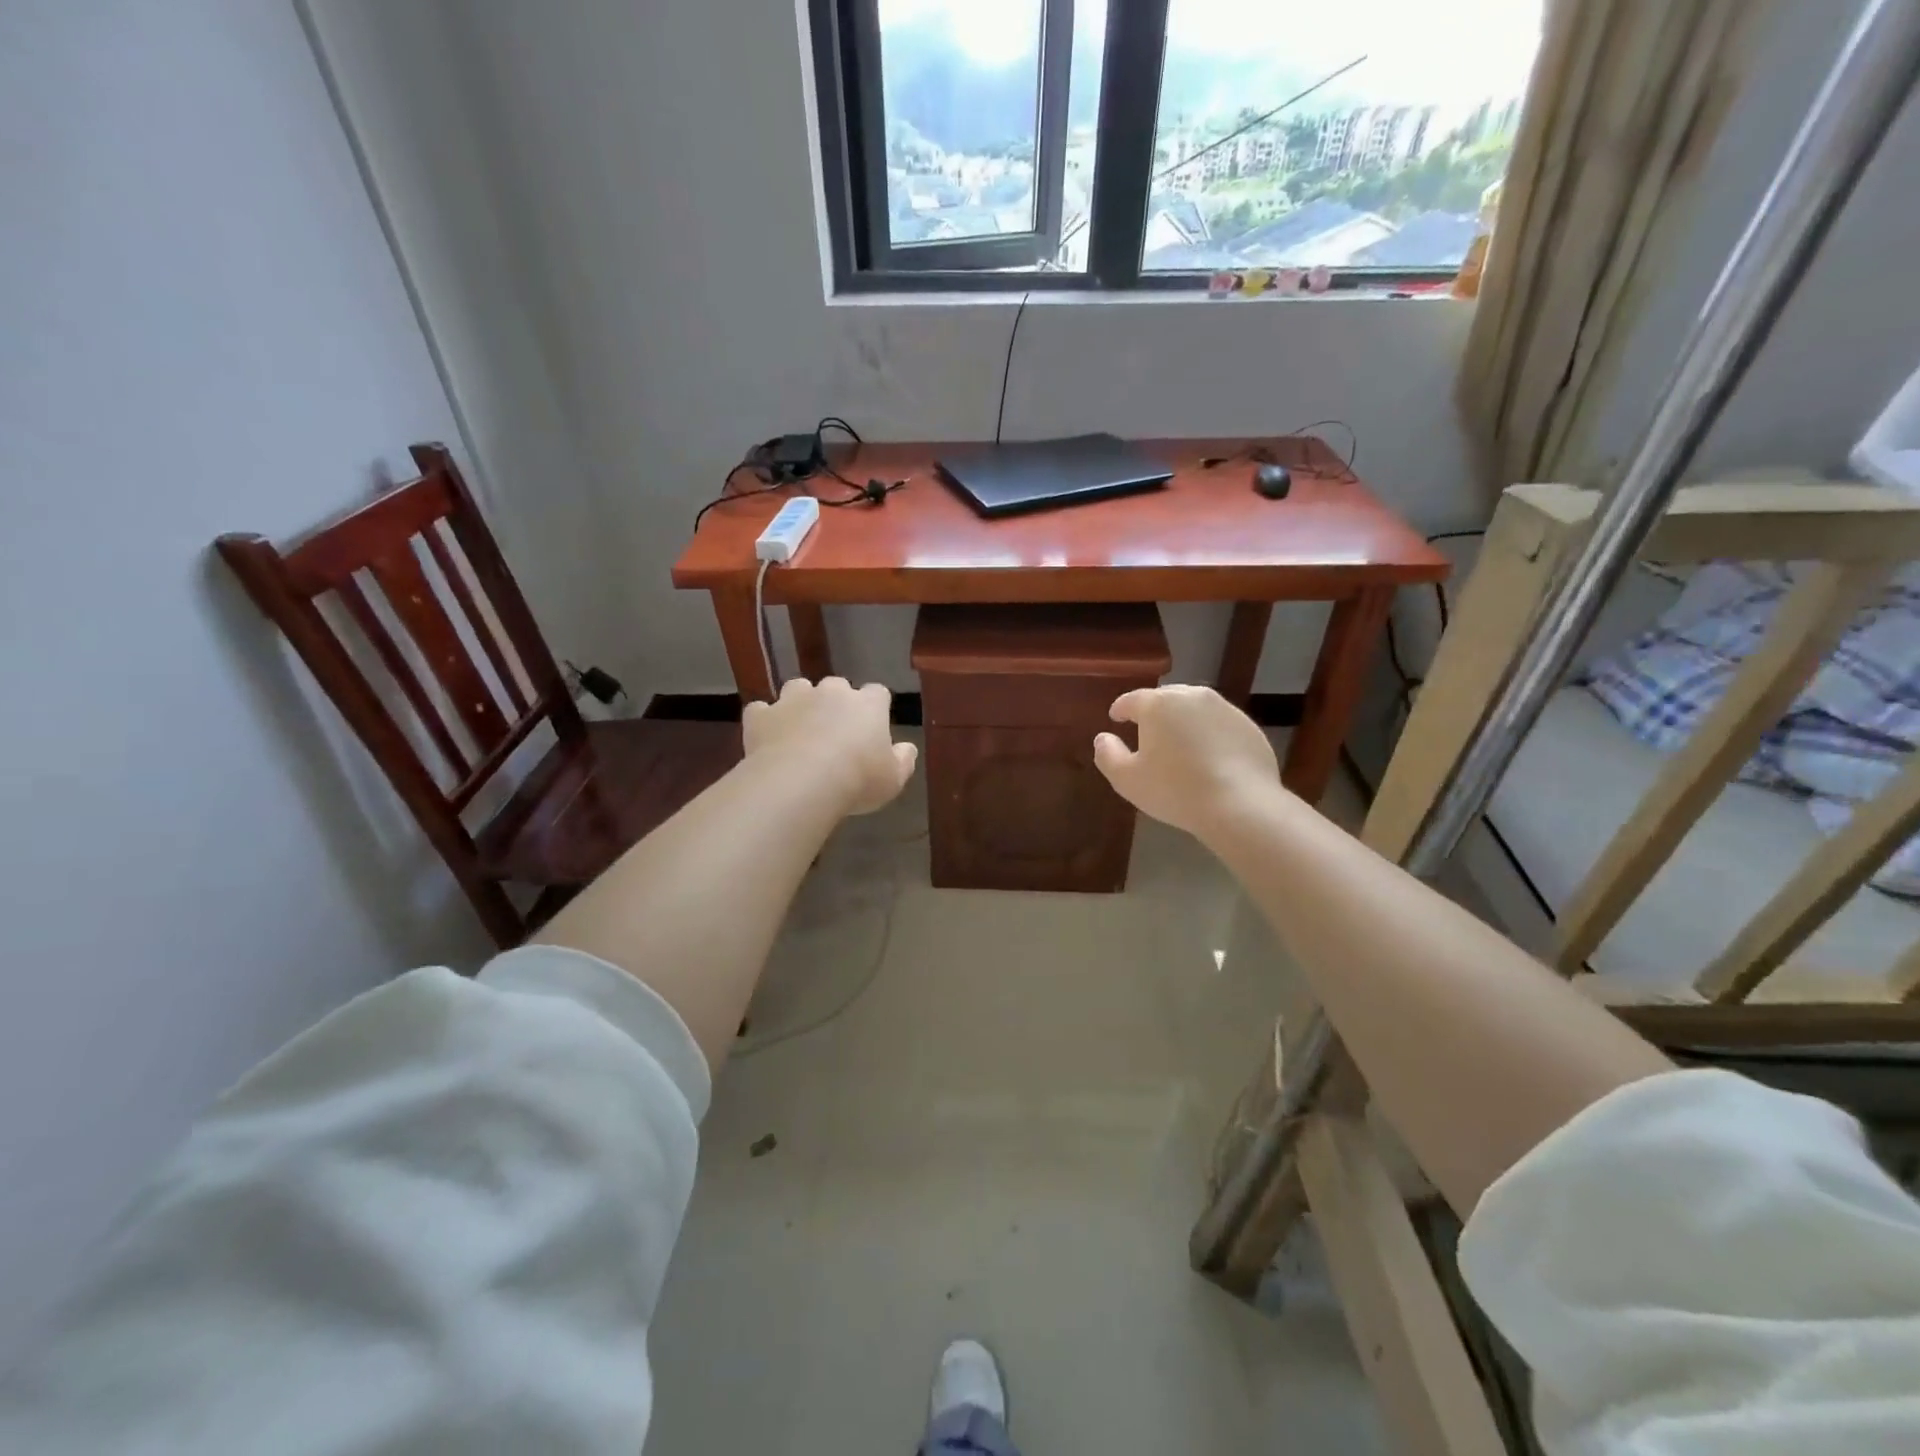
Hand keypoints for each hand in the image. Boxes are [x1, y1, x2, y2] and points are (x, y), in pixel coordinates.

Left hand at [742, 677, 917, 816]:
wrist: (801, 782)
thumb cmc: (857, 780)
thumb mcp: (893, 779)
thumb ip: (903, 760)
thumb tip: (907, 748)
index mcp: (867, 704)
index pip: (877, 693)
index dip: (875, 707)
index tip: (872, 726)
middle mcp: (831, 692)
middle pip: (836, 686)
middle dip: (835, 703)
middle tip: (834, 731)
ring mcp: (793, 699)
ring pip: (797, 689)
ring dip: (800, 704)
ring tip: (799, 729)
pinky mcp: (761, 714)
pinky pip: (762, 710)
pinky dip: (765, 721)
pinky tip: (768, 739)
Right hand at [1093, 685, 1280, 838]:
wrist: (1240, 805)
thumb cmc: (1175, 790)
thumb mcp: (1127, 779)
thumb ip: (1108, 755)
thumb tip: (1103, 738)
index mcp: (1158, 704)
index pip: (1132, 700)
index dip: (1120, 709)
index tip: (1116, 718)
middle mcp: (1192, 696)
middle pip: (1165, 699)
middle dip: (1153, 712)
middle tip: (1147, 733)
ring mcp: (1225, 709)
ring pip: (1195, 709)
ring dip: (1183, 721)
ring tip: (1179, 744)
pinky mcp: (1249, 726)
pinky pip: (1219, 725)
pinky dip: (1209, 735)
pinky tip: (1208, 758)